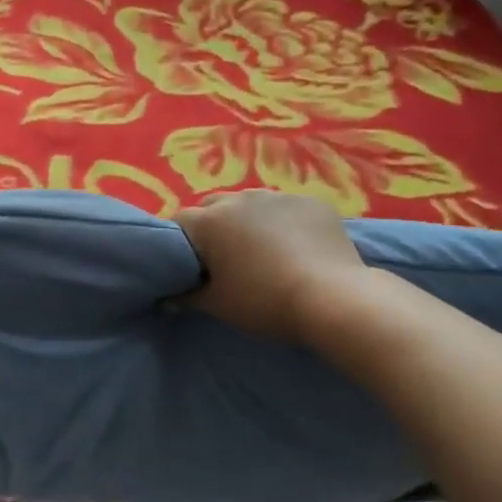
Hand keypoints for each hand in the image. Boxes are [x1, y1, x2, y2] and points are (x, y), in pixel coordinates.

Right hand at [175, 191, 371, 342]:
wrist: (333, 299)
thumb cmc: (265, 302)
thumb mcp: (218, 305)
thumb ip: (187, 296)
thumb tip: (168, 298)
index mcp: (209, 221)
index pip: (178, 223)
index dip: (179, 243)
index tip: (189, 265)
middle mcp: (239, 198)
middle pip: (213, 207)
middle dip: (213, 227)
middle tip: (224, 259)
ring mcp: (278, 196)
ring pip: (251, 204)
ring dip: (248, 222)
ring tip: (263, 251)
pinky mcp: (311, 202)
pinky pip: (287, 209)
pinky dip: (284, 223)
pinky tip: (297, 247)